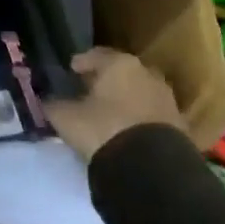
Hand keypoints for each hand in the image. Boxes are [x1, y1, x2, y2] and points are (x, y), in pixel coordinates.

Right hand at [45, 47, 181, 162]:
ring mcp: (166, 98)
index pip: (96, 55)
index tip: (71, 70)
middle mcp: (146, 73)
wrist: (151, 168)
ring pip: (139, 92)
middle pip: (121, 71)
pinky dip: (139, 118)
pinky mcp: (178, 124)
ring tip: (109, 112)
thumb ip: (53, 104)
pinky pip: (151, 114)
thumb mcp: (66, 118)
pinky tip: (127, 130)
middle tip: (89, 90)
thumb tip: (46, 100)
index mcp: (119, 64)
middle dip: (106, 79)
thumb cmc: (103, 129)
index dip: (81, 62)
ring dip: (125, 98)